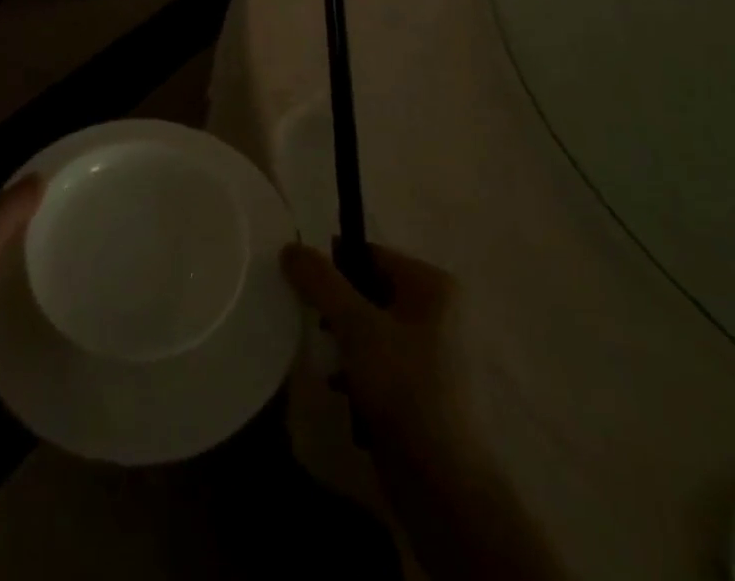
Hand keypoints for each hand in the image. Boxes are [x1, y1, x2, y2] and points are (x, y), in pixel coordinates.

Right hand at [281, 242, 564, 580]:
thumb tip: (290, 247)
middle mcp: (438, 311)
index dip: (333, 266)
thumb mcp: (357, 327)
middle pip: (368, 290)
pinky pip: (378, 361)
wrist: (444, 487)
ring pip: (370, 328)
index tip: (301, 286)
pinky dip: (356, 370)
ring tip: (326, 362)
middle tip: (311, 325)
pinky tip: (340, 388)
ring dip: (342, 342)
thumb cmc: (405, 390)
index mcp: (433, 285)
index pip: (370, 254)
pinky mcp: (421, 389)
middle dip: (336, 309)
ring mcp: (432, 352)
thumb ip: (321, 282)